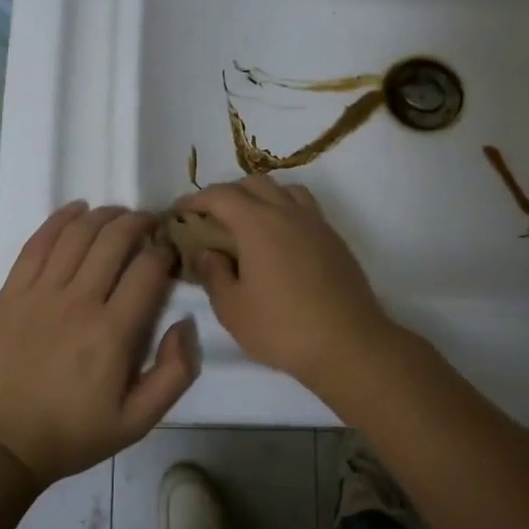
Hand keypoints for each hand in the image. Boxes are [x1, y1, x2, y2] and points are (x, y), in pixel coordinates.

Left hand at [0, 202, 199, 485]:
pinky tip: (76, 210)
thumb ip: (174, 374)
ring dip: (104, 215)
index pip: (148, 270)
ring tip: (118, 215)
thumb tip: (185, 325)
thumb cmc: (73, 433)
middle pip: (114, 240)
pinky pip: (38, 242)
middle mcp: (79, 301)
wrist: (0, 442)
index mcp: (113, 332)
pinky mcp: (12, 291)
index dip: (165, 253)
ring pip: (78, 233)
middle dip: (138, 223)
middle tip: (149, 224)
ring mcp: (40, 292)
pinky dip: (60, 219)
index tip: (169, 254)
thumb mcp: (137, 421)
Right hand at [177, 176, 398, 390]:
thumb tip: (208, 252)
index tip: (179, 213)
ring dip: (260, 197)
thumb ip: (213, 273)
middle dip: (227, 193)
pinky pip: (304, 209)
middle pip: (254, 183)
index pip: (221, 195)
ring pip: (284, 190)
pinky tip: (278, 242)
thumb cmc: (282, 328)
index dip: (195, 200)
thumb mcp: (232, 309)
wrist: (349, 345)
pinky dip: (284, 211)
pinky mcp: (335, 240)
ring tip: (247, 223)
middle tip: (210, 218)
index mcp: (258, 223)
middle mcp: (288, 213)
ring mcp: (316, 224)